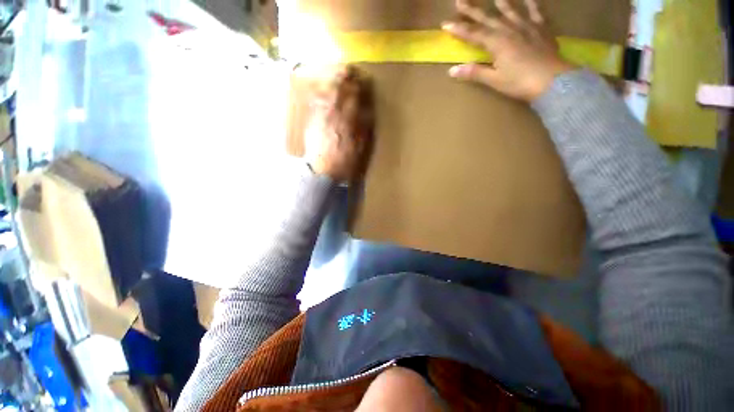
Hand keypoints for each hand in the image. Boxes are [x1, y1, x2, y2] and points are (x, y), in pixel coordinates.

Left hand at [304, 65, 373, 181]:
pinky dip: (320, 93)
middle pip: (338, 90)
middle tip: (349, 69)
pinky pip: (315, 102)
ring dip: (331, 82)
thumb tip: (367, 111)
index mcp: (347, 121)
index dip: (359, 86)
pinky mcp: (311, 121)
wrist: (323, 171)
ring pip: (325, 93)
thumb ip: (363, 128)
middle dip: (344, 77)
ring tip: (336, 75)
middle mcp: (332, 114)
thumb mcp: (360, 148)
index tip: (363, 79)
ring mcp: (320, 117)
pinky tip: (322, 91)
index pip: (354, 97)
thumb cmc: (345, 162)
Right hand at [442, 0, 573, 101]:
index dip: (458, 29)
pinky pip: (535, 11)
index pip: (473, 34)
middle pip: (487, 18)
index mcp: (496, 43)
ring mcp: (526, 26)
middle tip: (460, 0)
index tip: (445, 24)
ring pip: (510, 9)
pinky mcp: (541, 28)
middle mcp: (509, 29)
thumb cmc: (520, 83)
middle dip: (472, 10)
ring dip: (499, 1)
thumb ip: (474, 73)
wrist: (552, 81)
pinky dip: (531, 2)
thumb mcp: (494, 80)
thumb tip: (451, 71)